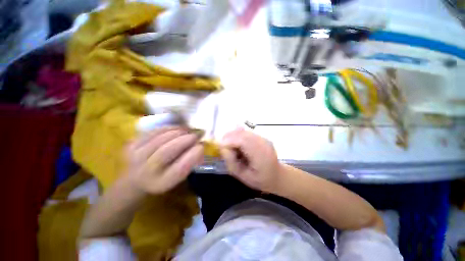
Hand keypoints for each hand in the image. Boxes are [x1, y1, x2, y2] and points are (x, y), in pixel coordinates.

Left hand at [126, 126, 203, 194]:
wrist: (135, 179)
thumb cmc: (163, 177)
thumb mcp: (178, 177)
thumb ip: (189, 163)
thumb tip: (200, 145)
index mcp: (162, 182)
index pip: (179, 168)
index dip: (193, 155)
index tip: (201, 146)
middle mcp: (146, 171)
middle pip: (167, 151)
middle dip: (186, 139)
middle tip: (196, 135)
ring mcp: (136, 157)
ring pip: (160, 139)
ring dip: (178, 131)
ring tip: (188, 130)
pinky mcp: (131, 145)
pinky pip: (153, 132)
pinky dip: (168, 128)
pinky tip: (176, 128)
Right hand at [220, 128, 282, 192]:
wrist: (277, 175)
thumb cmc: (260, 179)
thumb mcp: (243, 176)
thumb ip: (231, 162)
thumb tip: (222, 147)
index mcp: (261, 155)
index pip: (242, 141)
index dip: (229, 141)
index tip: (220, 147)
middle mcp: (263, 142)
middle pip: (242, 133)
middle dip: (229, 137)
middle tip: (223, 147)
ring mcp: (263, 138)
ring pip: (243, 131)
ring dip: (233, 136)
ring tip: (231, 147)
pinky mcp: (262, 136)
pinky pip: (246, 132)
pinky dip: (238, 136)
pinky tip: (238, 145)